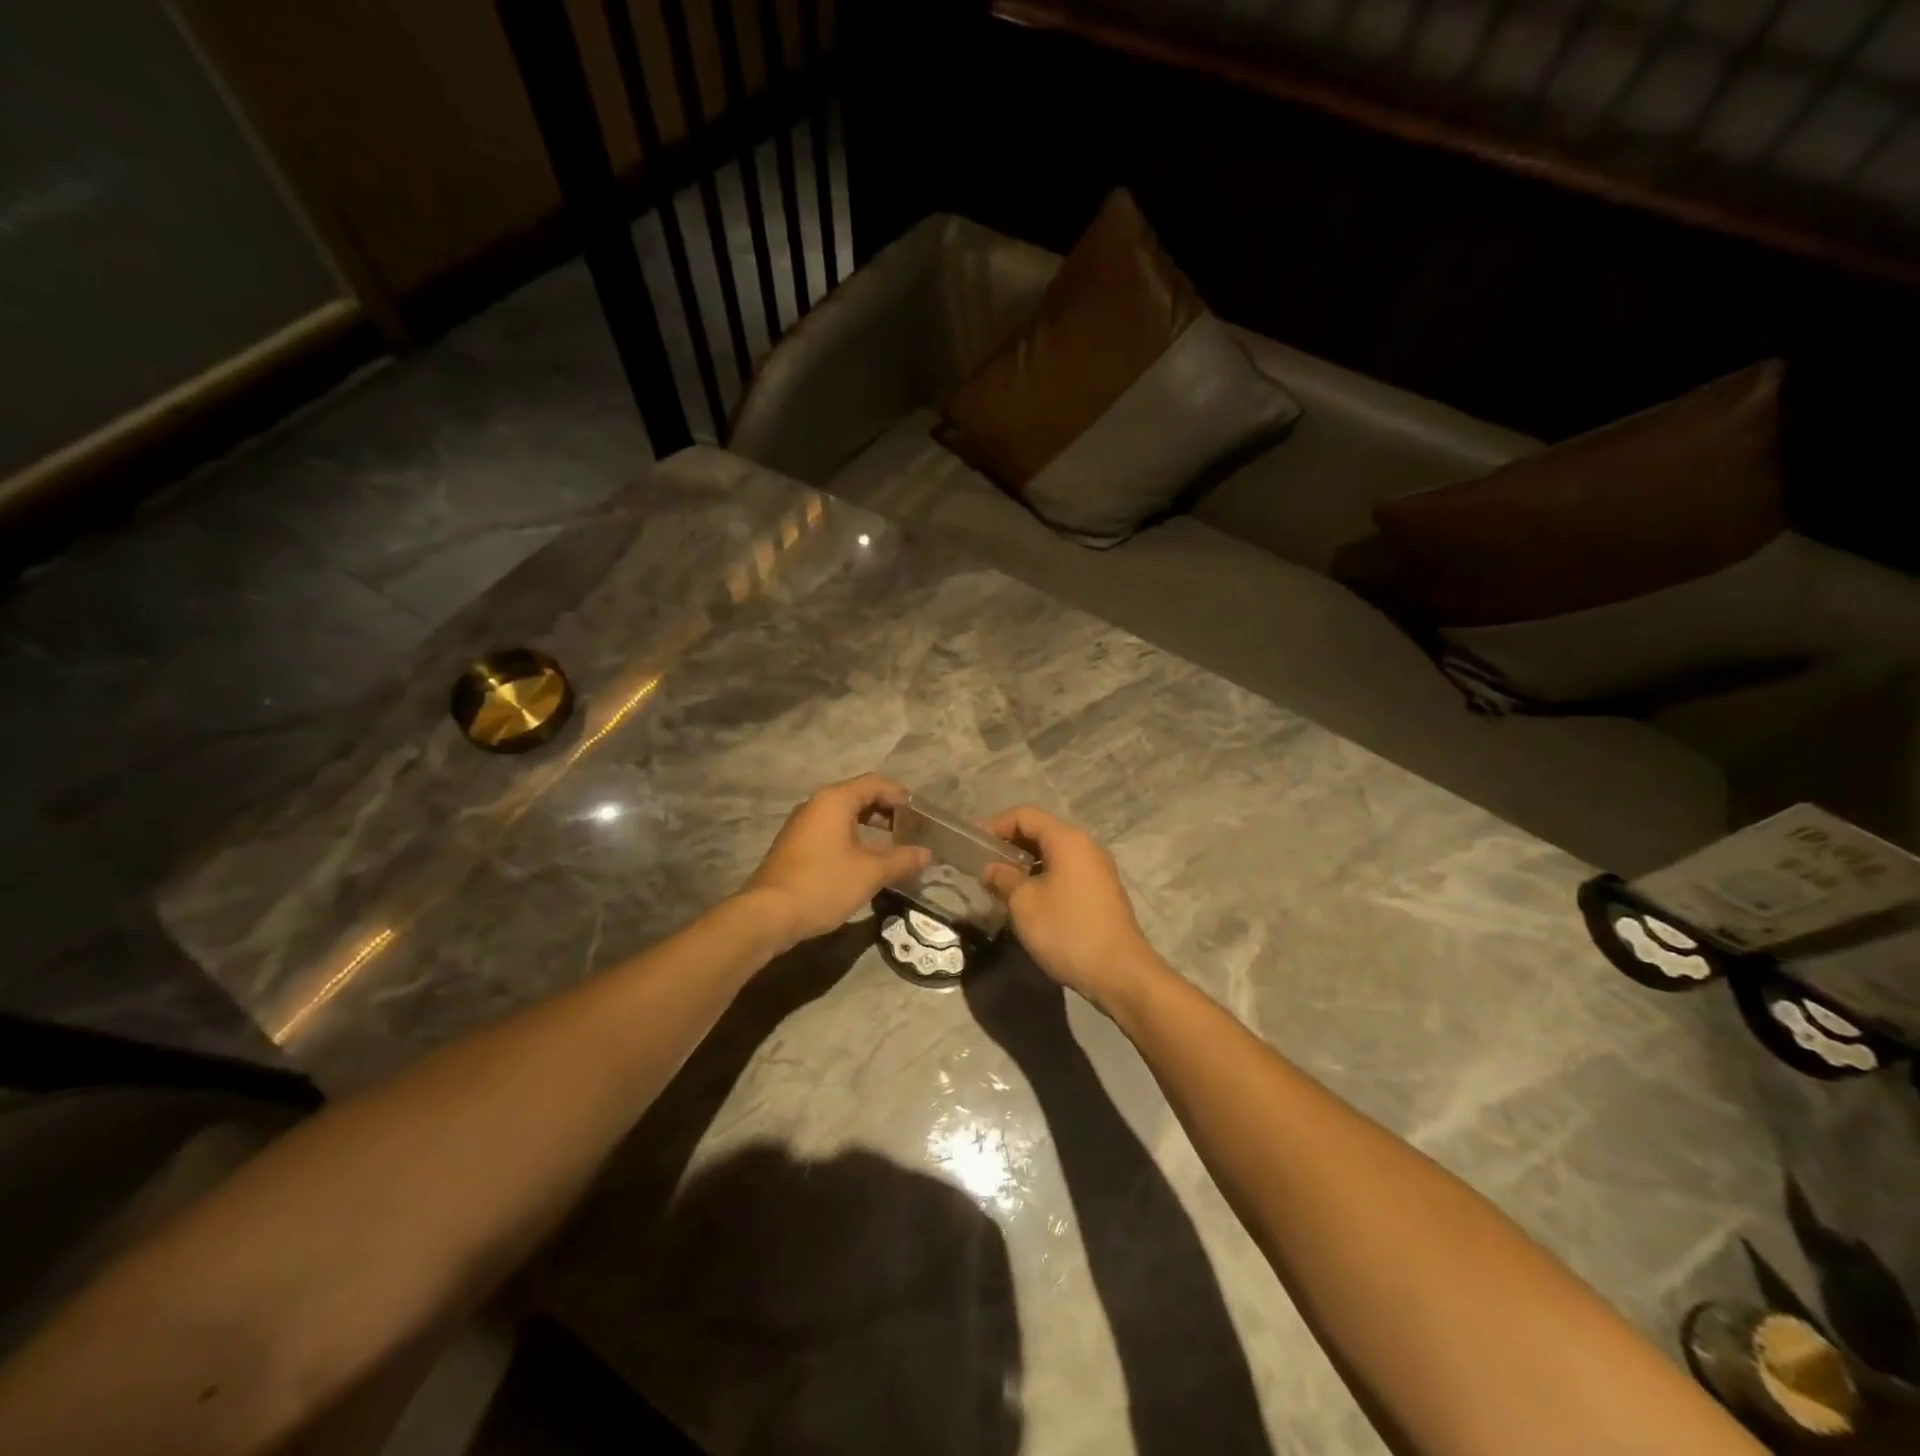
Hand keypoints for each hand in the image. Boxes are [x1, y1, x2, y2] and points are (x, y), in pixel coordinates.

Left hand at [741, 774, 929, 950]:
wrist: (768, 915)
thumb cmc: (823, 884)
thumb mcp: (870, 873)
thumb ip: (901, 860)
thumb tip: (926, 854)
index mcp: (835, 800)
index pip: (875, 783)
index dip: (900, 796)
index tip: (918, 817)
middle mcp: (816, 804)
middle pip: (858, 796)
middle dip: (886, 812)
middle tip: (908, 832)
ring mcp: (802, 824)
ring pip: (843, 815)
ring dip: (868, 826)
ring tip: (890, 848)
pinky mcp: (794, 844)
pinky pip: (829, 830)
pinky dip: (850, 837)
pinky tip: (862, 861)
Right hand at [980, 805, 1163, 1014]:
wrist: (1119, 972)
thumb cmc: (1067, 930)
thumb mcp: (1024, 903)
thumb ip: (1003, 878)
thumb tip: (991, 868)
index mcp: (1067, 839)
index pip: (1025, 815)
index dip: (995, 825)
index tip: (973, 846)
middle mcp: (1086, 846)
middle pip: (1041, 830)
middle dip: (1009, 843)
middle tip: (983, 864)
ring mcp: (1097, 869)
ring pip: (1054, 852)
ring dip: (1025, 862)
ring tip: (1001, 883)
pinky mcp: (1101, 891)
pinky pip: (1066, 870)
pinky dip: (1043, 875)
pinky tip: (1027, 898)